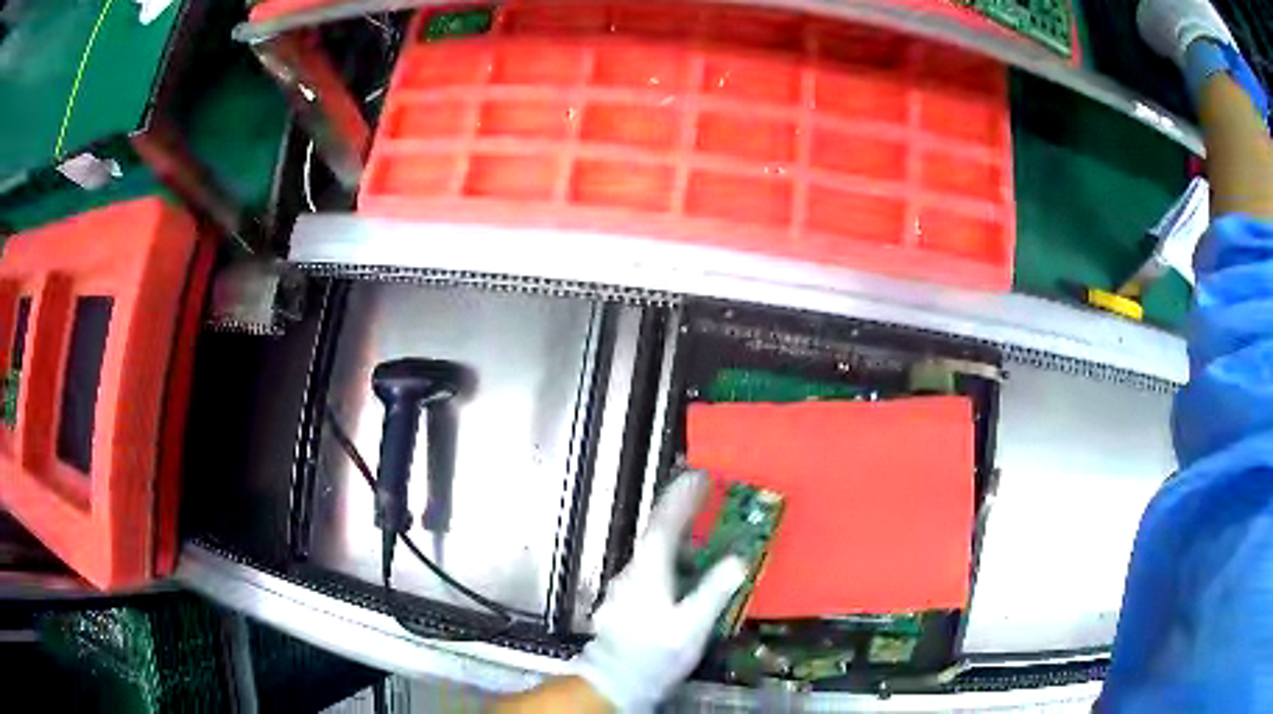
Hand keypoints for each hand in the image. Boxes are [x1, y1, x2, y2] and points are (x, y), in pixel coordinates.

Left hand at [572, 471, 747, 711]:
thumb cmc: (654, 653)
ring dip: (675, 532)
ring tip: (702, 525)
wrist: (616, 680)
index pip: (664, 524)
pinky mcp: (626, 600)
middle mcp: (633, 571)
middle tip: (705, 493)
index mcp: (648, 571)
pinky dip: (670, 555)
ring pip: (653, 550)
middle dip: (679, 509)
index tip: (700, 476)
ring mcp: (626, 586)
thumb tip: (738, 559)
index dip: (682, 498)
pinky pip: (651, 566)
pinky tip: (685, 567)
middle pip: (656, 532)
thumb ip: (714, 591)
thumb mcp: (691, 625)